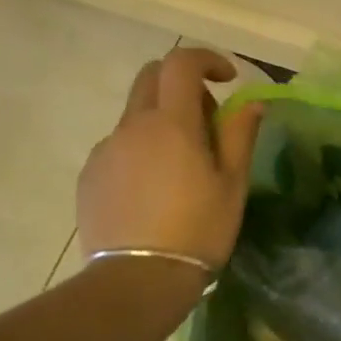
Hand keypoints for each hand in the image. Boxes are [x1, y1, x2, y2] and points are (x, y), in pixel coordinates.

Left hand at [75, 48, 263, 270]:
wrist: (137, 281)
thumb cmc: (198, 230)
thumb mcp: (232, 184)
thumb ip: (240, 135)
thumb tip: (250, 103)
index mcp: (171, 123)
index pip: (181, 63)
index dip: (206, 60)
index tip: (226, 79)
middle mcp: (132, 126)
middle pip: (151, 79)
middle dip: (181, 86)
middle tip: (206, 122)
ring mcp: (105, 151)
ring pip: (134, 117)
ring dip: (161, 123)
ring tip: (180, 169)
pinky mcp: (89, 177)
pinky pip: (118, 148)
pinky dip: (140, 151)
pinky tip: (153, 192)